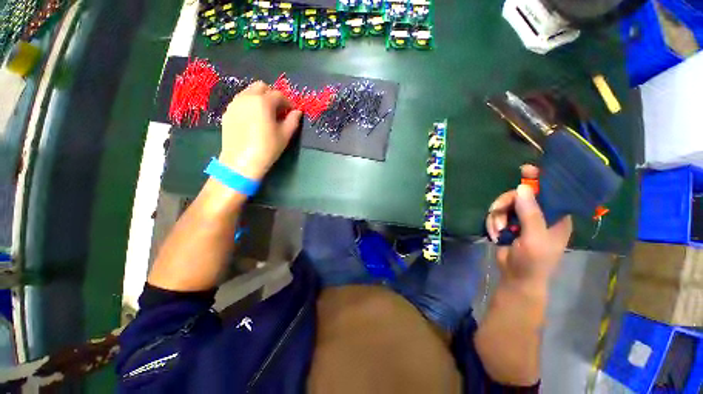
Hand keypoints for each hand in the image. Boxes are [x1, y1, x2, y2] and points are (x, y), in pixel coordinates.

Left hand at [219, 81, 302, 179]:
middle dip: (272, 95)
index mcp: (263, 102)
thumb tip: (297, 112)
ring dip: (260, 98)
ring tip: (266, 114)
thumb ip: (293, 121)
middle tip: (279, 110)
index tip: (292, 112)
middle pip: (261, 87)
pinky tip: (253, 119)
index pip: (278, 95)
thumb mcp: (284, 135)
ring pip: (248, 92)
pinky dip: (249, 105)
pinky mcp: (227, 112)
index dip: (288, 102)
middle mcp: (247, 98)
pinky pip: (240, 102)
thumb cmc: (267, 148)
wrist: (241, 162)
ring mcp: (234, 104)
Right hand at [485, 165, 571, 290]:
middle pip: (520, 196)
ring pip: (505, 205)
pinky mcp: (508, 224)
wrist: (515, 277)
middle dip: (505, 204)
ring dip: (497, 217)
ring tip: (498, 231)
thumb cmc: (533, 261)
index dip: (539, 180)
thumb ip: (530, 214)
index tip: (526, 170)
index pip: (550, 192)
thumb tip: (522, 187)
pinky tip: (496, 234)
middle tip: (496, 210)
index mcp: (556, 217)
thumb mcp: (534, 238)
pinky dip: (493, 223)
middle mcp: (539, 215)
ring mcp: (521, 219)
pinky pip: (496, 214)